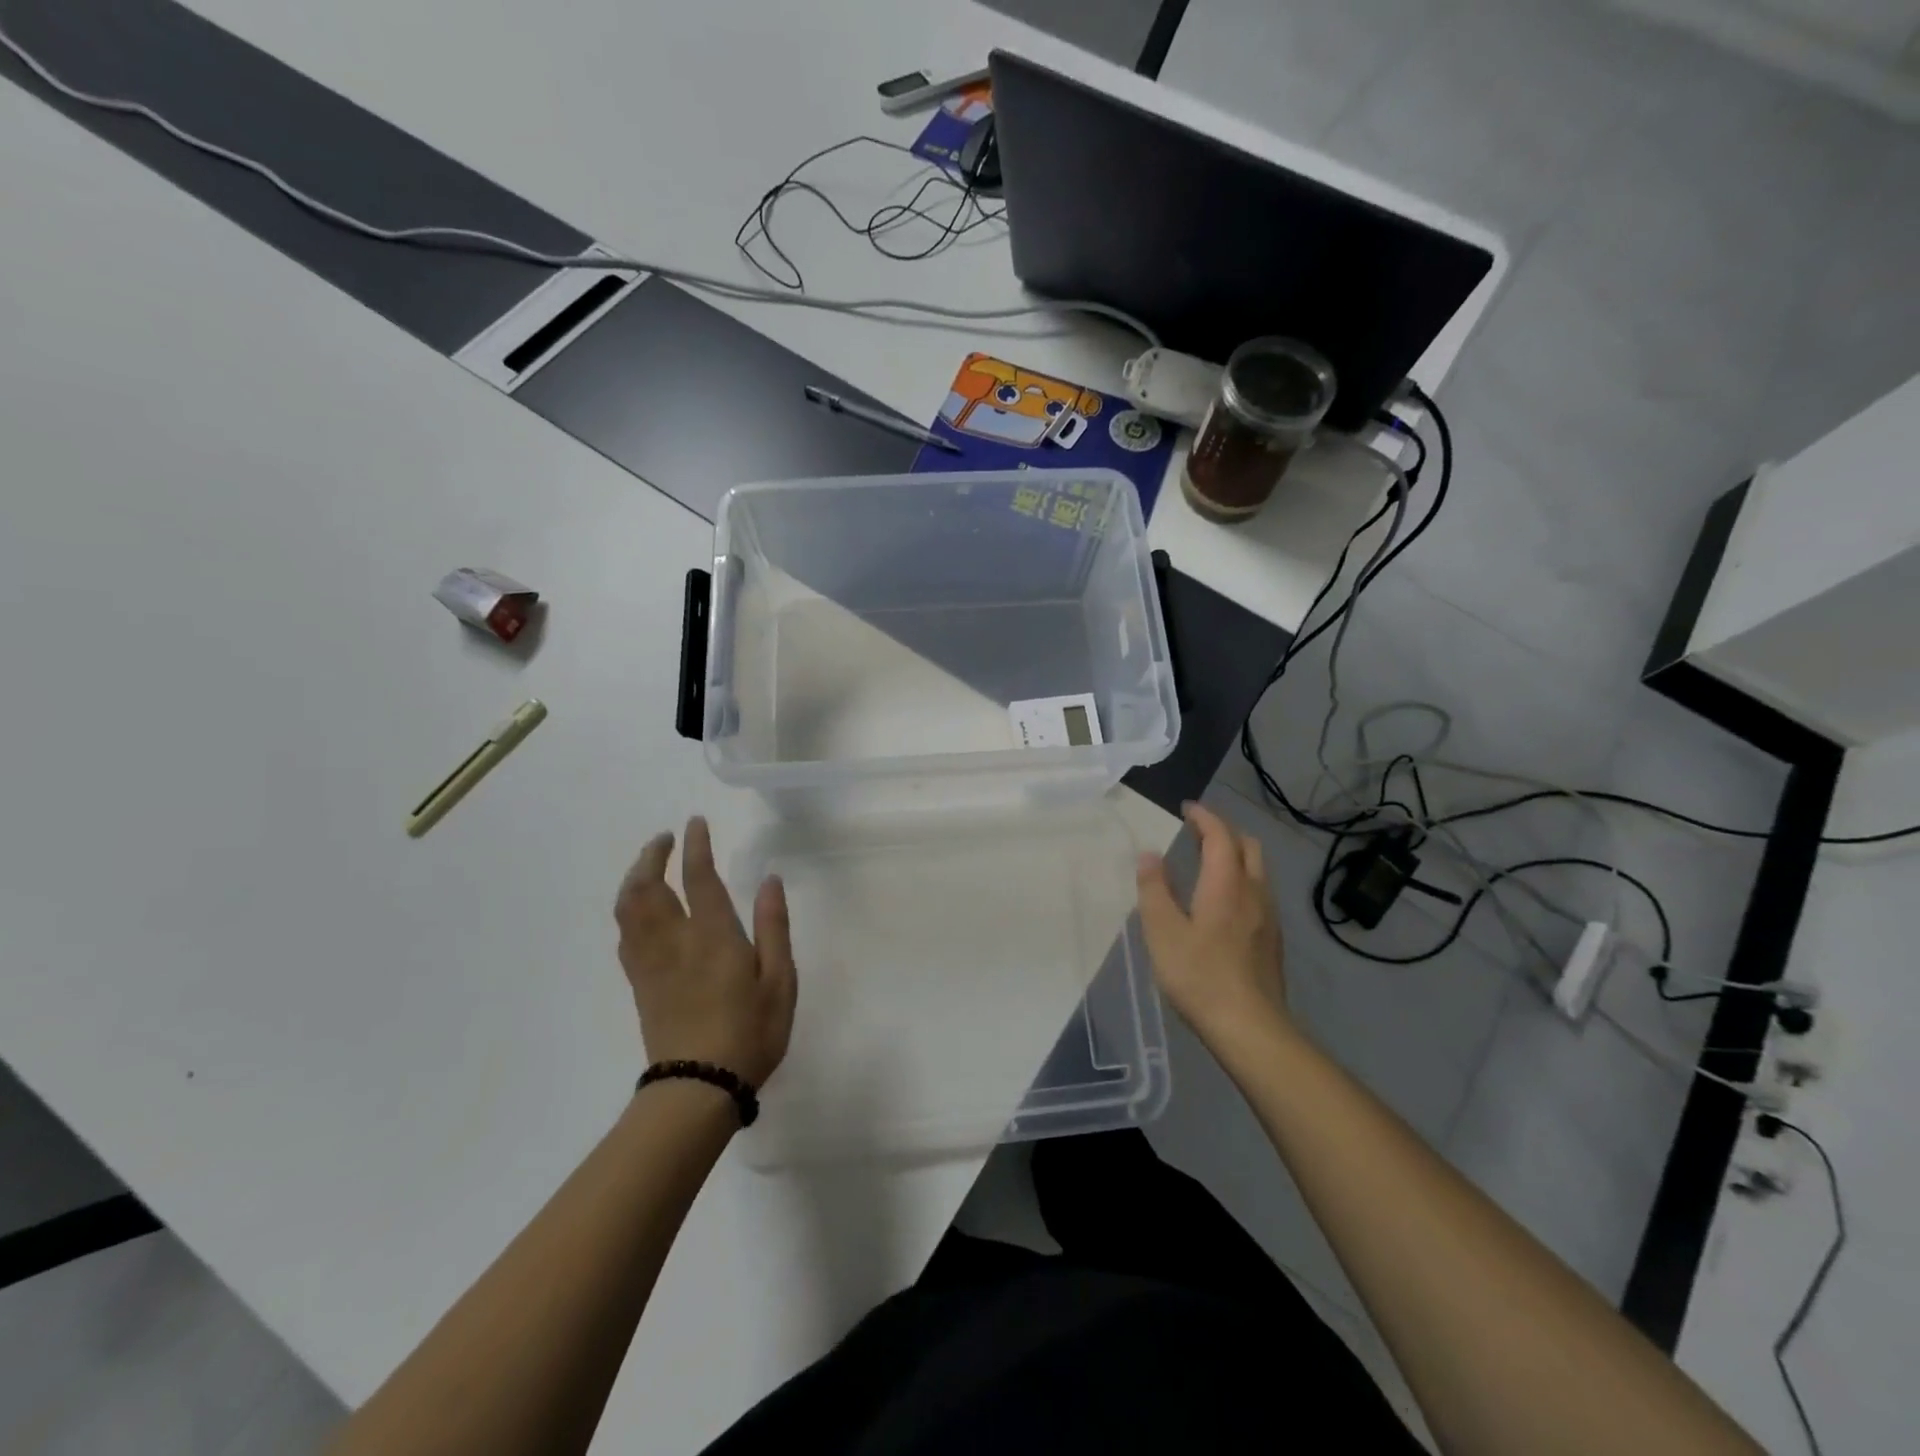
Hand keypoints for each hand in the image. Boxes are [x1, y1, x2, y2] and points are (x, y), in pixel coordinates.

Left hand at [615, 816, 796, 1089]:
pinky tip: (639, 911)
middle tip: (664, 839)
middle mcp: (674, 941)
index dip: (695, 846)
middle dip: (652, 856)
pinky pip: (625, 936)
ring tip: (648, 865)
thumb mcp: (780, 980)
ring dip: (634, 878)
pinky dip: (628, 910)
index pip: (698, 878)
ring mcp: (651, 963)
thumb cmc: (750, 1032)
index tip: (695, 823)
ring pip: (628, 909)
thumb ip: (773, 926)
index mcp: (713, 936)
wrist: (698, 1088)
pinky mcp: (640, 985)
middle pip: (648, 887)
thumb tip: (770, 880)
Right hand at [1136, 802, 1287, 1042]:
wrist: (1251, 1028)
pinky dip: (1241, 880)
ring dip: (1234, 856)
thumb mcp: (1162, 931)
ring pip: (1257, 870)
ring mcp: (1269, 917)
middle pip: (1247, 846)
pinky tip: (1223, 903)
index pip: (1220, 835)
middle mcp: (1254, 892)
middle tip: (1196, 833)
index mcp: (1227, 884)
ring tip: (1207, 863)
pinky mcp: (1272, 940)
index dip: (1204, 817)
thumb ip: (1154, 889)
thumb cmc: (1199, 975)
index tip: (1186, 808)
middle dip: (1223, 832)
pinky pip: (1259, 893)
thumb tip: (1149, 854)